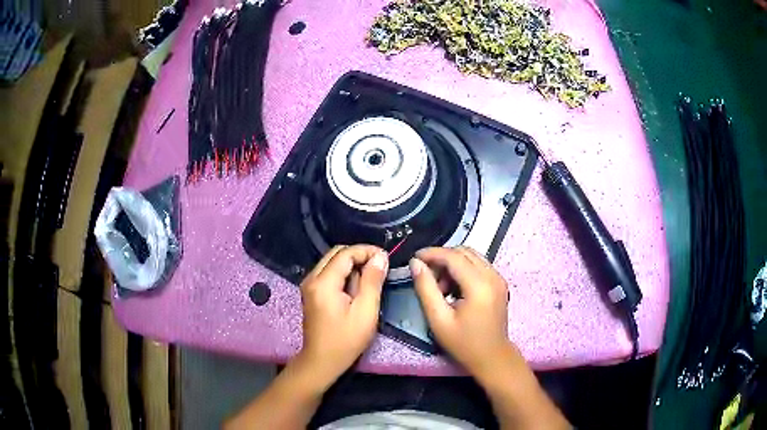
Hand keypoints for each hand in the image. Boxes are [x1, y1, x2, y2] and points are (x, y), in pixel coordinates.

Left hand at [296, 244, 387, 387]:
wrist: (322, 361)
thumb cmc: (346, 340)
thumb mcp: (366, 311)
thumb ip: (372, 281)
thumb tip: (380, 257)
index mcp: (323, 282)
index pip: (345, 253)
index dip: (366, 251)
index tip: (386, 258)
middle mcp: (312, 278)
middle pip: (336, 253)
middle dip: (359, 255)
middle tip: (379, 267)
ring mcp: (309, 285)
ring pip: (332, 262)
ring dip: (352, 265)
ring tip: (370, 279)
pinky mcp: (311, 293)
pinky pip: (328, 273)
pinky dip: (344, 274)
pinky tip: (356, 288)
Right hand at [410, 246, 514, 375]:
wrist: (492, 357)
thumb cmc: (463, 343)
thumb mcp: (438, 319)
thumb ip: (426, 288)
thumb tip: (415, 263)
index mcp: (479, 285)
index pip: (453, 256)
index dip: (432, 253)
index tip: (414, 259)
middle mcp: (492, 276)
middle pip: (464, 252)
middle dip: (442, 258)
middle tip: (427, 275)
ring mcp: (498, 278)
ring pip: (471, 256)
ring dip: (453, 263)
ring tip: (440, 287)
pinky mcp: (499, 283)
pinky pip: (478, 265)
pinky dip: (463, 270)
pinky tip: (454, 289)